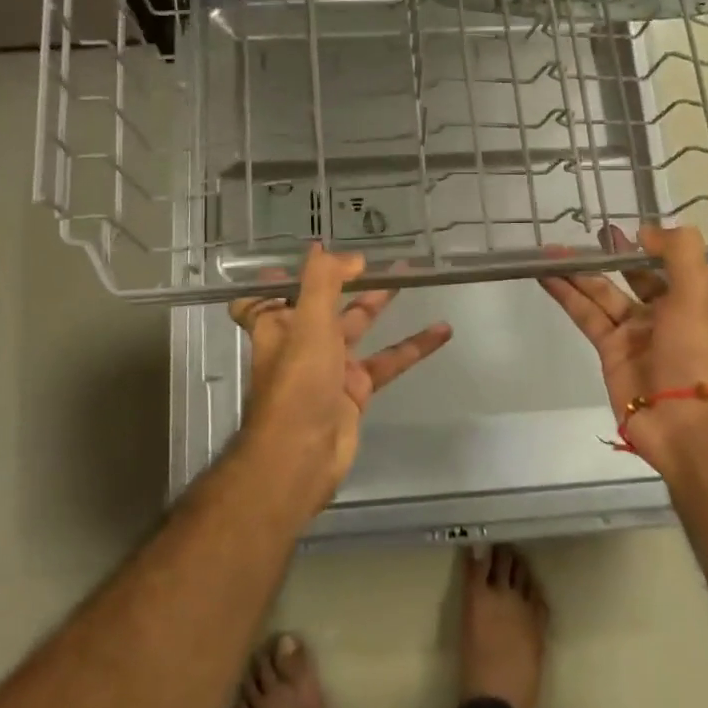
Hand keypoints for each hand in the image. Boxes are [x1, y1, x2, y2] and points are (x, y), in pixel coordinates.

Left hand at [229, 245, 452, 512]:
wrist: (301, 456)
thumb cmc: (297, 382)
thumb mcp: (308, 322)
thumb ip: (323, 281)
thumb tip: (339, 251)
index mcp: (278, 324)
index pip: (266, 296)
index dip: (279, 277)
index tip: (307, 254)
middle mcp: (301, 342)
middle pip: (324, 303)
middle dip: (348, 278)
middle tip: (379, 254)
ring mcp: (329, 367)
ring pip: (358, 327)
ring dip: (381, 303)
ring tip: (412, 275)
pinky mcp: (355, 390)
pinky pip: (387, 361)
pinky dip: (412, 347)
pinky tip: (442, 331)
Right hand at [538, 224, 707, 476]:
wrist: (684, 423)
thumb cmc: (695, 353)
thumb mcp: (698, 294)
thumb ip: (678, 253)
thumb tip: (646, 231)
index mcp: (694, 299)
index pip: (675, 263)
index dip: (654, 244)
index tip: (630, 228)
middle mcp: (665, 312)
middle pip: (633, 276)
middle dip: (612, 255)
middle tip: (589, 235)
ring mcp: (635, 333)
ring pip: (602, 293)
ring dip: (579, 272)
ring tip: (551, 250)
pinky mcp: (609, 350)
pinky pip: (585, 315)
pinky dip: (566, 295)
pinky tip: (546, 275)